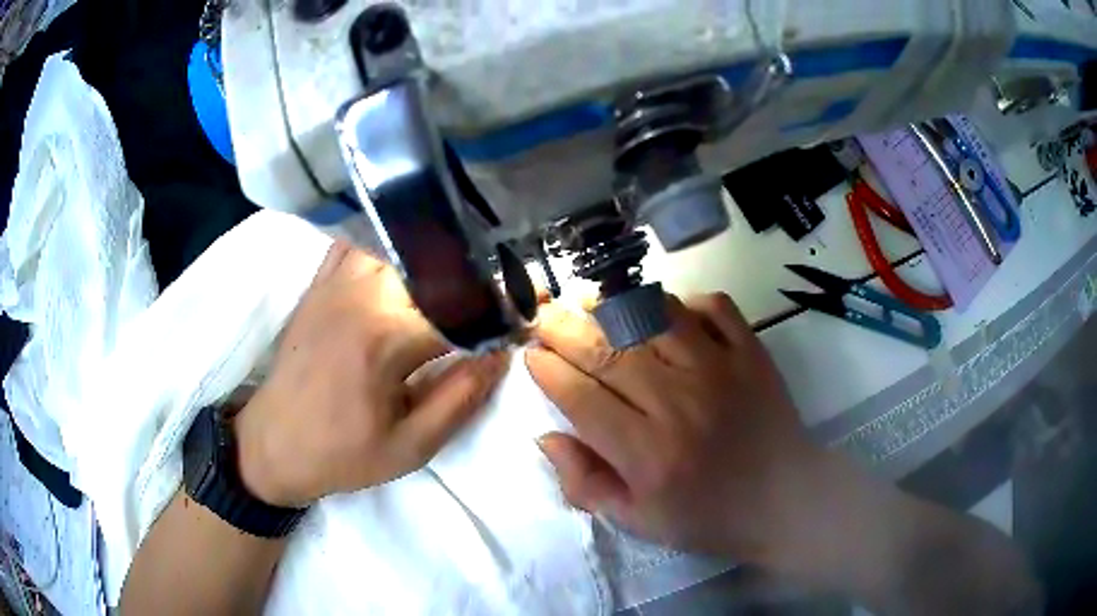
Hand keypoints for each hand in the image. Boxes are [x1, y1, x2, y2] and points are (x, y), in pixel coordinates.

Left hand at [234, 242, 507, 507]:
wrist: (272, 444)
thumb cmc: (342, 454)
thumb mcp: (411, 446)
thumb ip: (462, 396)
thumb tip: (503, 351)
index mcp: (386, 337)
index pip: (463, 306)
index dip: (504, 305)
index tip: (534, 306)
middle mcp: (362, 293)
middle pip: (435, 261)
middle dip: (476, 274)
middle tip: (500, 291)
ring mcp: (336, 280)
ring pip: (399, 242)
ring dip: (436, 254)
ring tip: (461, 274)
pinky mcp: (319, 282)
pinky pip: (360, 241)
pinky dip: (390, 242)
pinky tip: (407, 258)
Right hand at [526, 293, 820, 561]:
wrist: (786, 501)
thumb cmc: (708, 517)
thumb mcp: (638, 521)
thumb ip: (586, 483)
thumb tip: (546, 437)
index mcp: (647, 453)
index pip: (580, 397)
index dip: (547, 371)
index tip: (530, 356)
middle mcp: (678, 402)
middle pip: (607, 351)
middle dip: (564, 329)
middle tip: (543, 316)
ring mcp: (719, 369)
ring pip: (653, 317)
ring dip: (613, 305)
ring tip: (587, 301)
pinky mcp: (751, 352)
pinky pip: (712, 306)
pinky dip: (684, 300)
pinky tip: (664, 311)